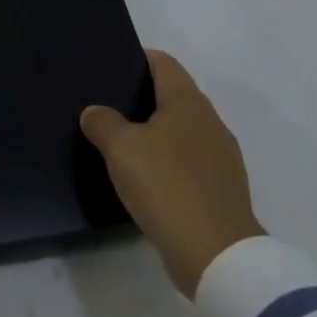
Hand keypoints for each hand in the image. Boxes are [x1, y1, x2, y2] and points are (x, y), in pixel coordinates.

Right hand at [80, 49, 264, 297]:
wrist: (218, 258)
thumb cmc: (167, 187)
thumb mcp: (121, 149)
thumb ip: (103, 123)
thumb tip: (94, 112)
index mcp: (188, 101)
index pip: (163, 63)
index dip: (137, 59)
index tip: (111, 67)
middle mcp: (210, 121)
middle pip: (174, 96)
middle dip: (144, 98)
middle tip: (109, 104)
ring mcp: (222, 158)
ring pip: (183, 132)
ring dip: (157, 134)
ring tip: (123, 142)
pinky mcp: (223, 191)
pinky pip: (190, 163)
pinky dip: (170, 164)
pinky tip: (147, 179)